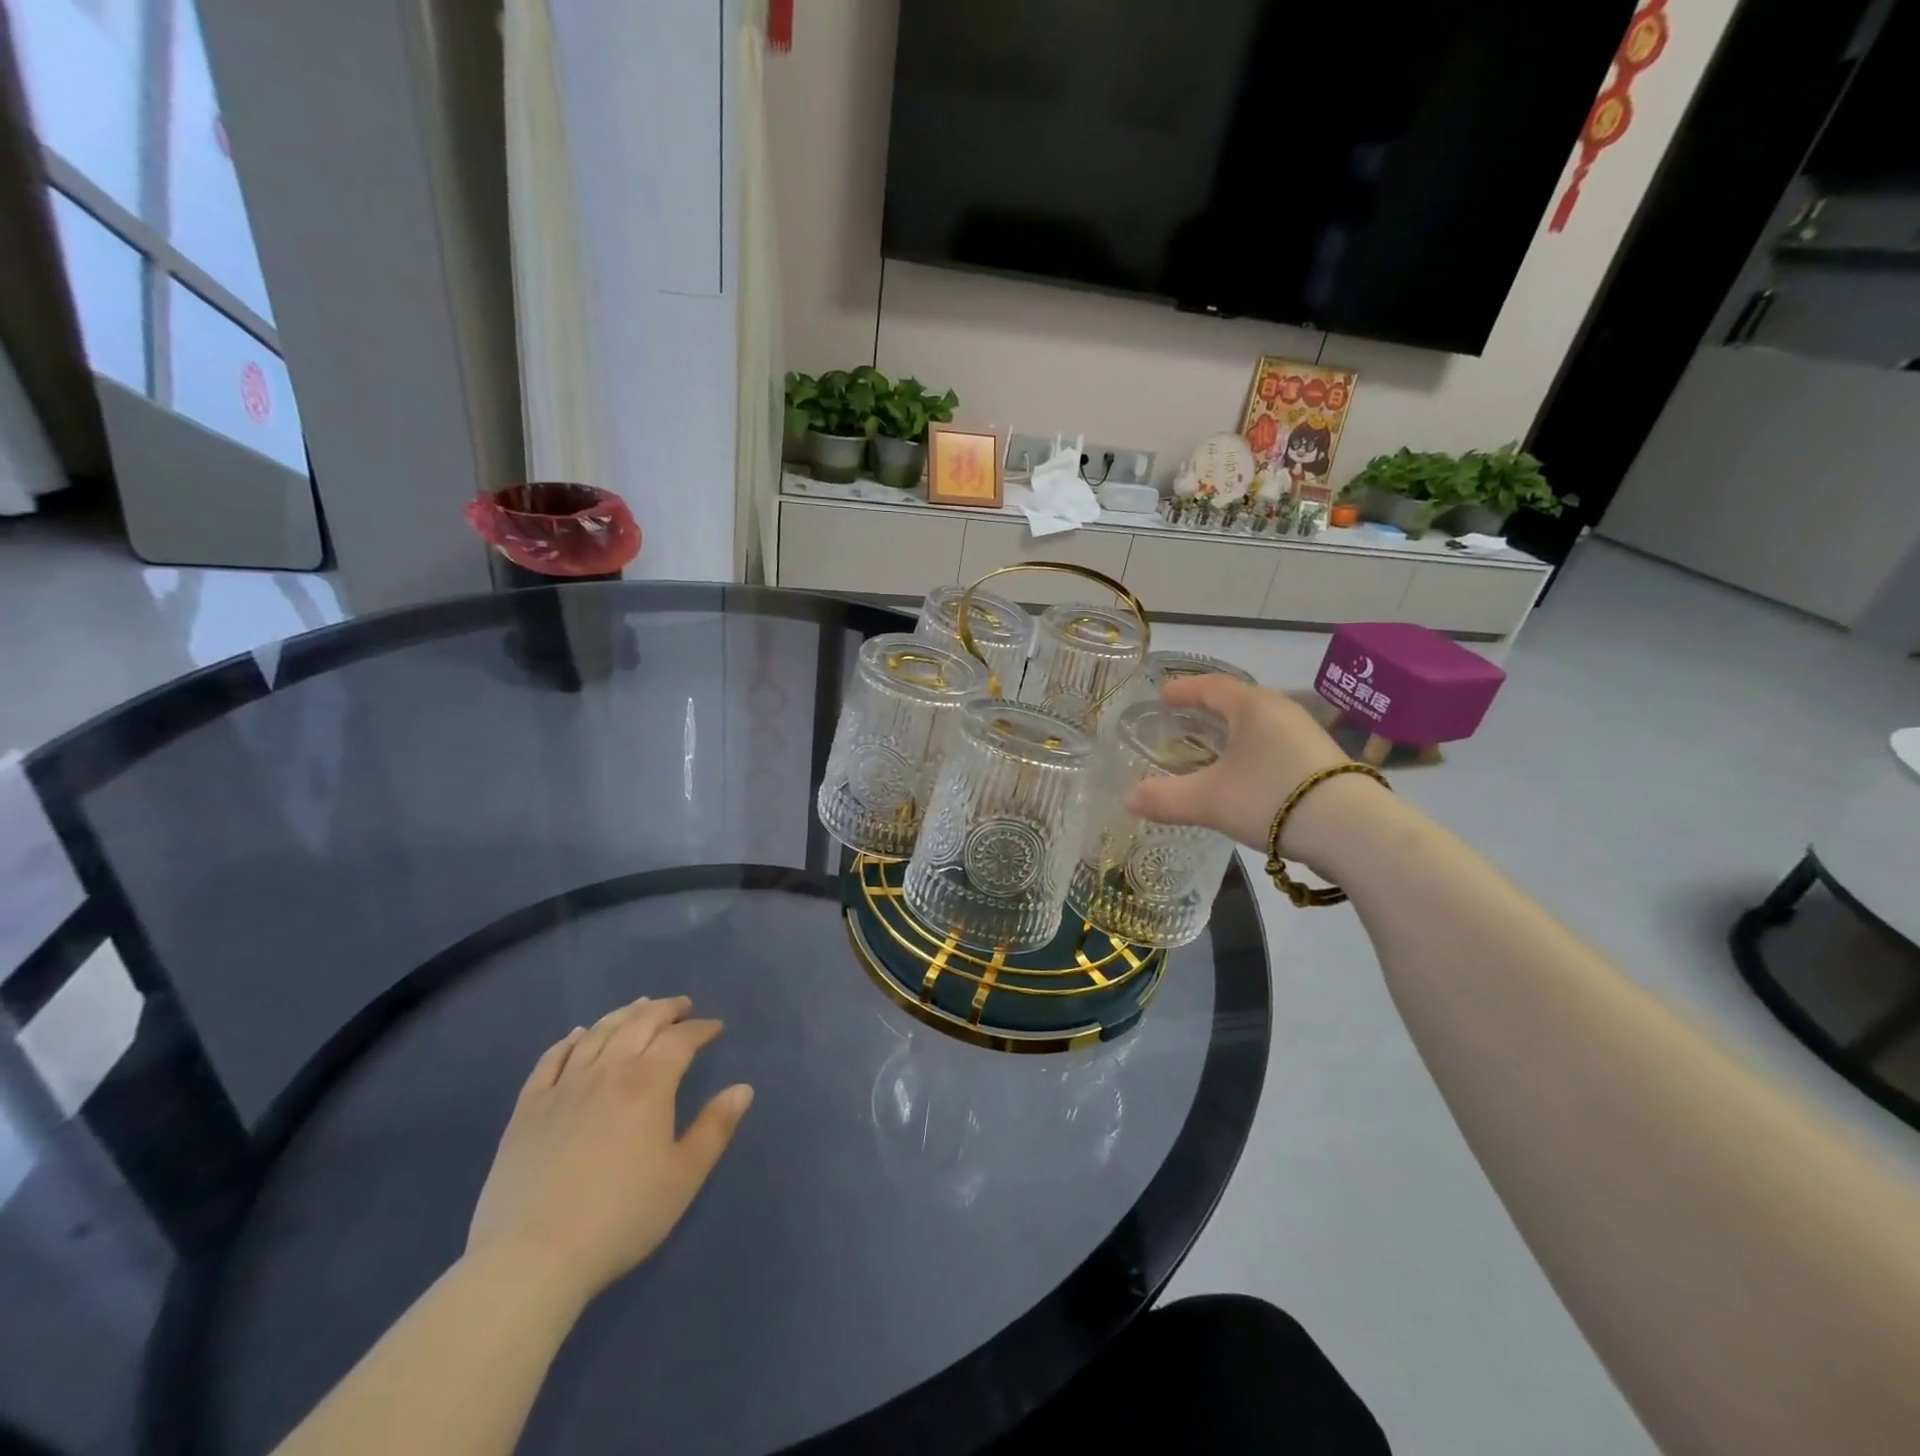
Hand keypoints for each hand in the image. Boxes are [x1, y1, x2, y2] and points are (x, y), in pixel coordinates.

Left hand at [466, 996, 752, 1305]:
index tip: (716, 1028)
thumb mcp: (684, 1177)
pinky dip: (570, 1040)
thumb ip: (716, 1127)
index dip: (701, 1028)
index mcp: (648, 1084)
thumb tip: (743, 1088)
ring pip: (598, 1033)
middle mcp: (607, 1072)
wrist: (531, 1259)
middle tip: (681, 1007)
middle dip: (665, 1010)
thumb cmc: (621, 1217)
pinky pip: (551, 1059)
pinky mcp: (528, 1108)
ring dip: (623, 1015)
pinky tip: (578, 1035)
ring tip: (639, 1008)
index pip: (681, 1040)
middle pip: (639, 1024)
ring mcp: (563, 1087)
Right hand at [1126, 675, 1380, 869]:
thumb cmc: (1271, 798)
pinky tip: (1248, 774)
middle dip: (1209, 709)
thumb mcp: (1209, 800)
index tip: (1163, 695)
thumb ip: (1165, 798)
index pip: (1212, 686)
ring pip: (1261, 725)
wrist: (1352, 831)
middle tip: (1185, 719)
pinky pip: (1277, 745)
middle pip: (1239, 701)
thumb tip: (1129, 799)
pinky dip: (1254, 751)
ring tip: (1214, 747)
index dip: (1184, 690)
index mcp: (1253, 707)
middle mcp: (1282, 712)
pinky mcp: (1322, 762)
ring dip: (1234, 732)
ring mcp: (1307, 736)